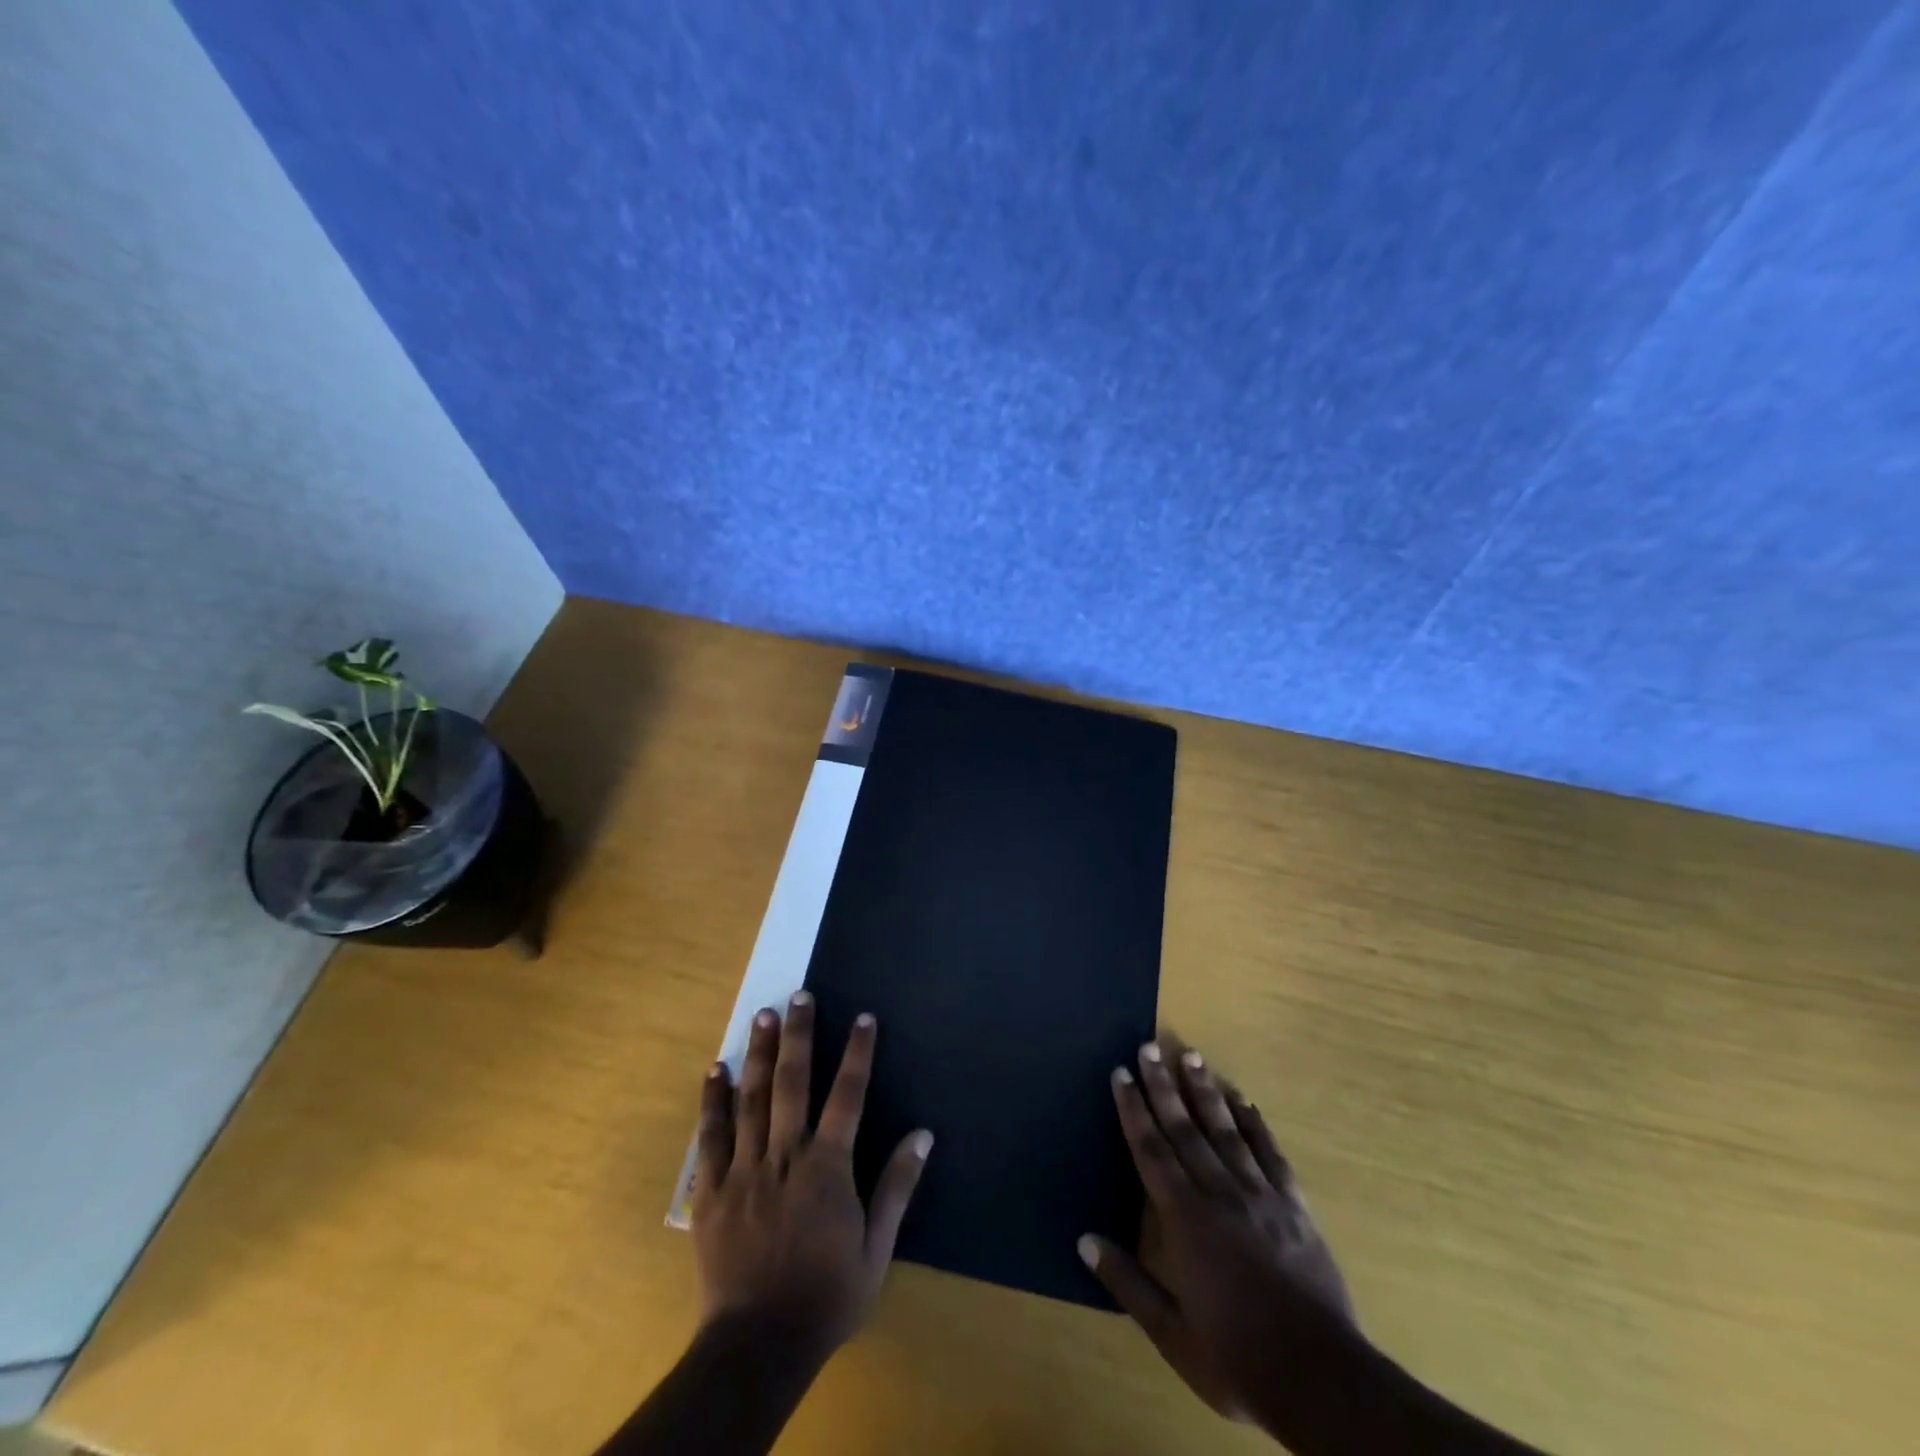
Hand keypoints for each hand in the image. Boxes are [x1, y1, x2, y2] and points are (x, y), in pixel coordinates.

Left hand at [692, 993, 932, 1359]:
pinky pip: (710, 1137)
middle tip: (799, 996)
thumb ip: (897, 1186)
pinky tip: (716, 1069)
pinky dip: (713, 1101)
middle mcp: (785, 1156)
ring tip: (763, 1014)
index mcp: (827, 1168)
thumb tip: (923, 1134)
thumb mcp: (876, 1249)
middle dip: (799, 1035)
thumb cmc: (826, 1296)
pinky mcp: (711, 1191)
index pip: (848, 1096)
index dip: (858, 1053)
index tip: (864, 1018)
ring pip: (751, 1100)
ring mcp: (744, 1170)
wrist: (758, 1346)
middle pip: (793, 1084)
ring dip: (759, 1054)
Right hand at [1080, 1039, 1357, 1426]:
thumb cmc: (1237, 1358)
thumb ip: (1128, 1282)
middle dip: (1163, 1085)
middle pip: (1185, 1128)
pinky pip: (1270, 1153)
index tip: (1121, 1073)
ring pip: (1226, 1130)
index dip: (1134, 1109)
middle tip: (1150, 1046)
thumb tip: (1084, 1239)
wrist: (1323, 1381)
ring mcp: (1261, 1195)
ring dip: (1205, 1091)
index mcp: (1185, 1220)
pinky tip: (1244, 1100)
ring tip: (1192, 1056)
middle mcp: (1220, 1193)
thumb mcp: (1172, 1334)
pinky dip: (1254, 1123)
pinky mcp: (1294, 1206)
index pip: (1151, 1150)